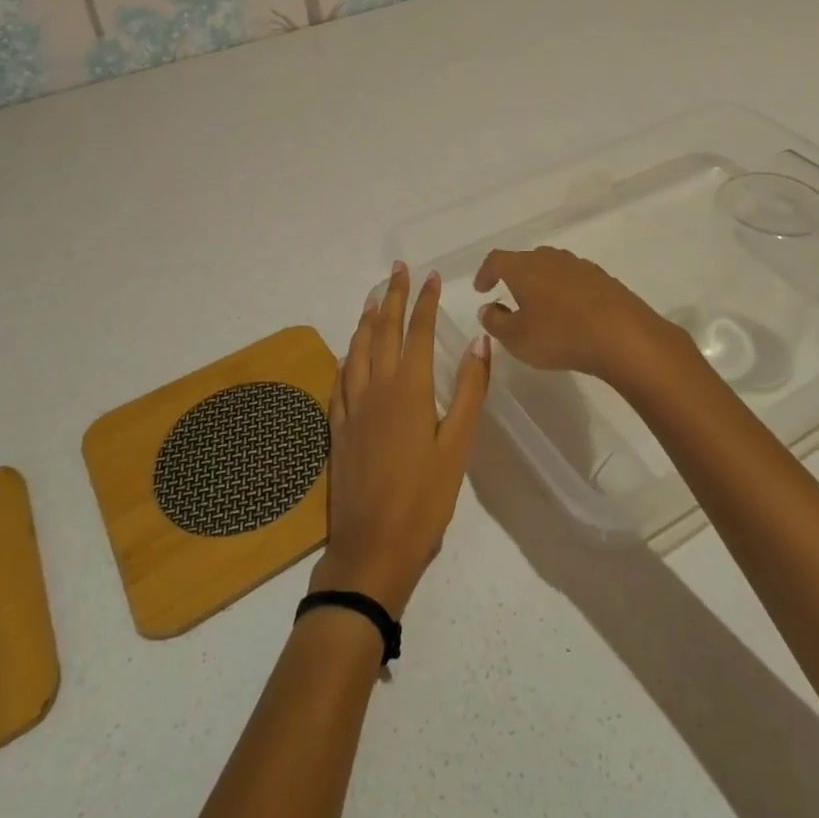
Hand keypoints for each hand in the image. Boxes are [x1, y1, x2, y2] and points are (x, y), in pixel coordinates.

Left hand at [309, 262, 489, 615]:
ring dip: (367, 320)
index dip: (425, 301)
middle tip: (398, 269)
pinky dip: (348, 357)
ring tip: (374, 299)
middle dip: (393, 296)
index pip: (418, 332)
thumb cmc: (425, 499)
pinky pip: (341, 379)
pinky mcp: (338, 428)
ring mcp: (352, 407)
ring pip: (358, 350)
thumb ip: (470, 391)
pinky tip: (349, 353)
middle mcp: (377, 388)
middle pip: (384, 331)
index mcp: (410, 389)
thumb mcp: (458, 446)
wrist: (371, 548)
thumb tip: (480, 341)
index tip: (431, 276)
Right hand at [473, 246, 687, 388]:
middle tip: (511, 298)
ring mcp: (580, 266)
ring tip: (541, 308)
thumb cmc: (559, 335)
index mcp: (524, 267)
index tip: (481, 289)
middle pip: (526, 260)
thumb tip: (488, 308)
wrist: (622, 335)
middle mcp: (551, 258)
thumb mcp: (516, 338)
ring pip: (552, 269)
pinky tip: (571, 315)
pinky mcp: (604, 279)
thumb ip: (496, 321)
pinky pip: (575, 281)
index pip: (496, 260)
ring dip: (542, 284)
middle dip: (515, 277)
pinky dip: (566, 293)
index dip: (485, 273)